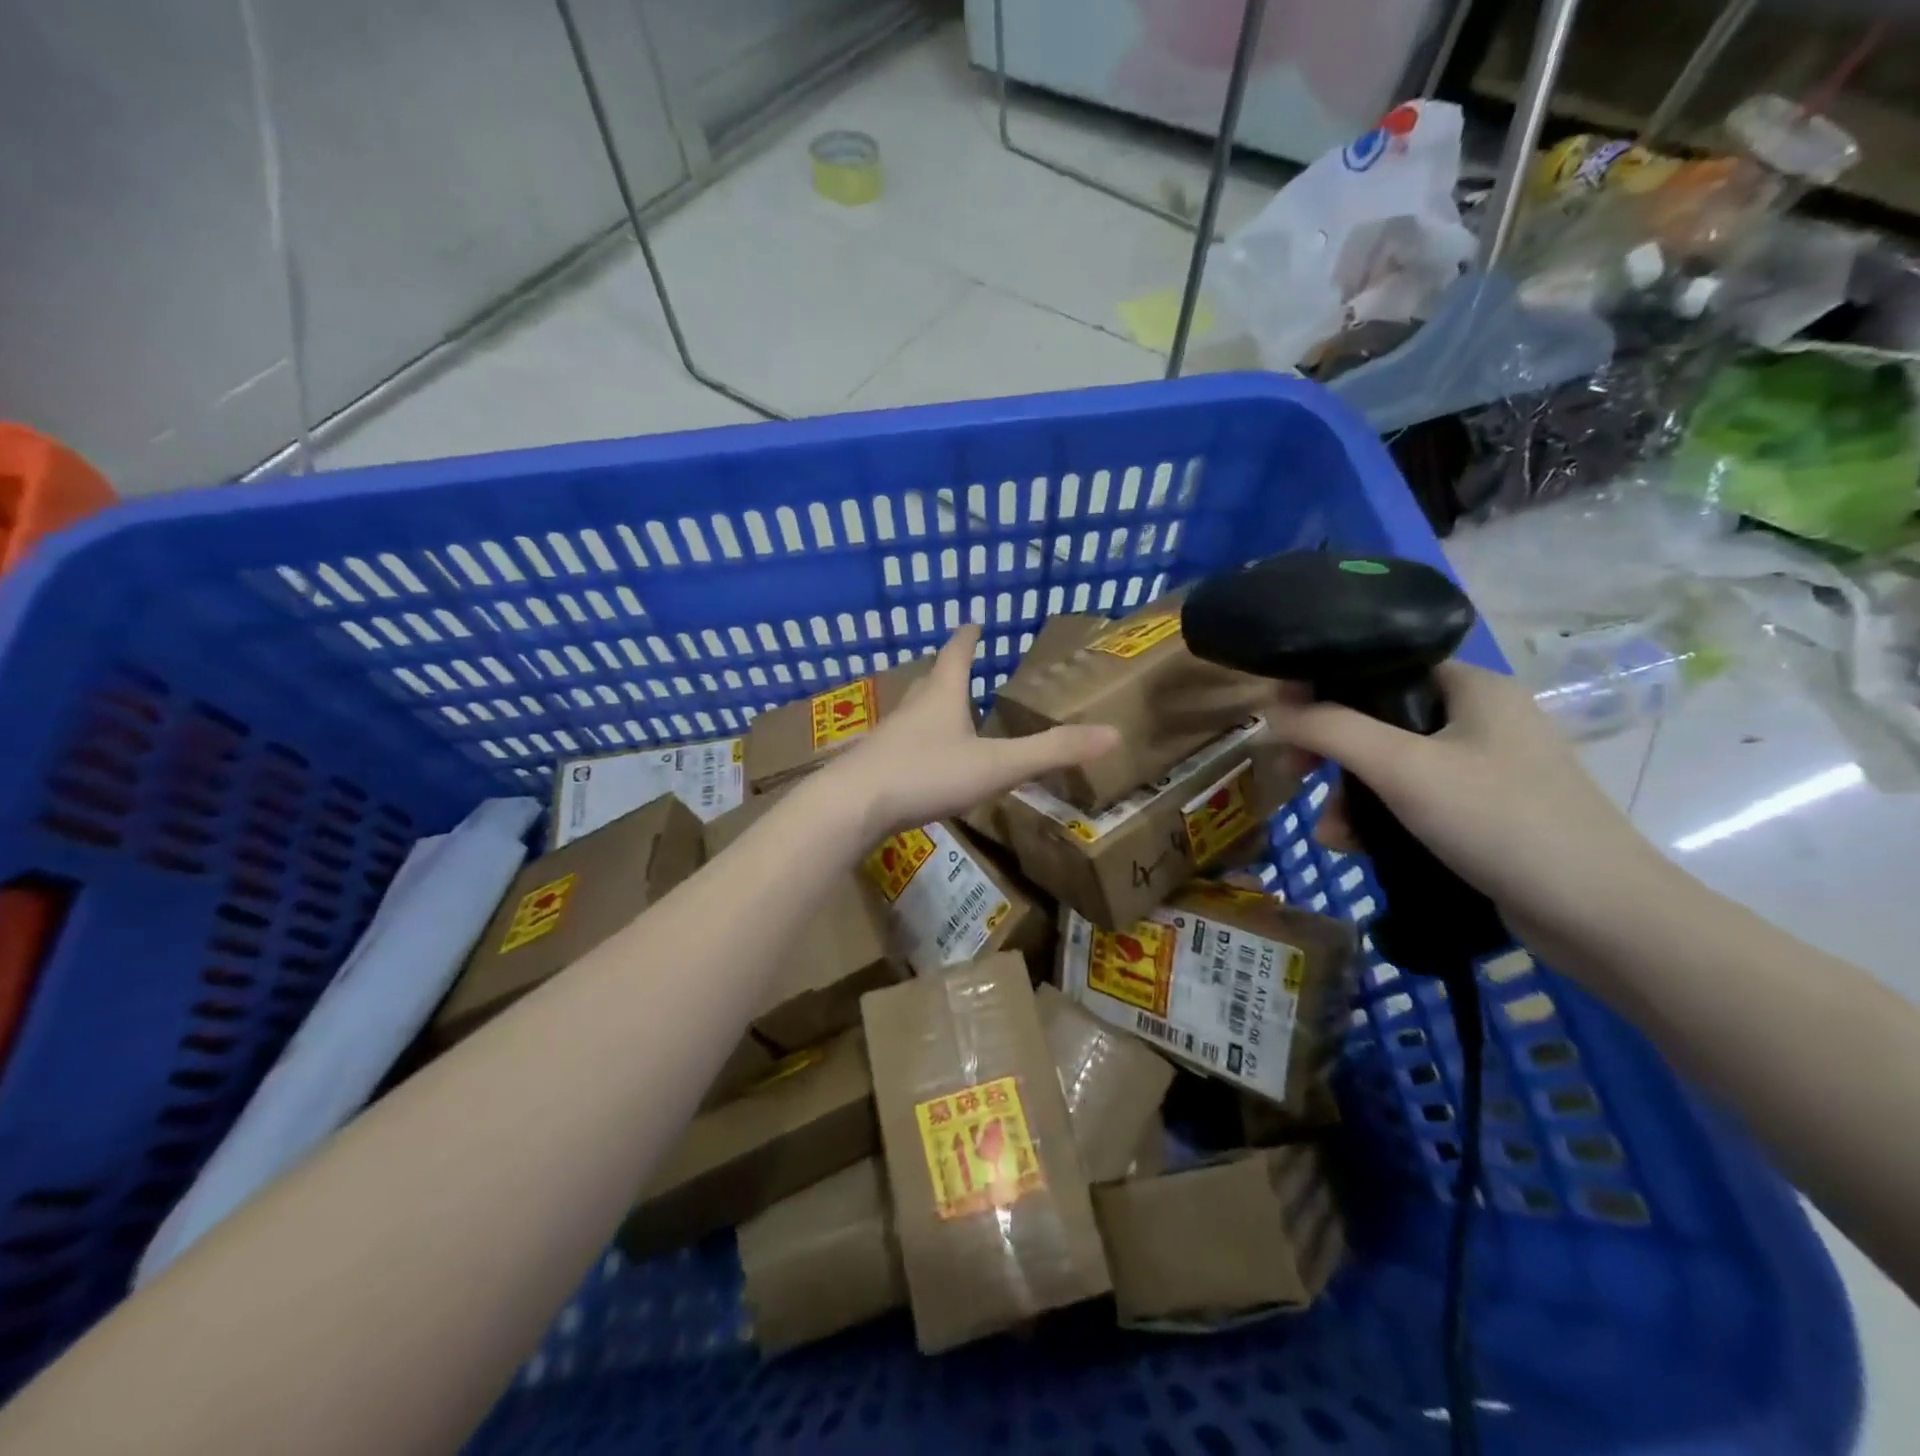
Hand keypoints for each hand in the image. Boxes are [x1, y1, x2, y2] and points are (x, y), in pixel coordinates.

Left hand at [825, 625, 1119, 838]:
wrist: (853, 805)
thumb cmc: (927, 773)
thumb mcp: (997, 764)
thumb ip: (1052, 751)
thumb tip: (1113, 733)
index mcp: (943, 695)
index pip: (957, 653)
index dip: (968, 636)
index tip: (973, 620)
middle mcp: (913, 707)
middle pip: (931, 679)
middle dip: (947, 671)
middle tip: (959, 666)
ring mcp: (888, 736)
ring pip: (913, 712)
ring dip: (930, 707)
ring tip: (944, 713)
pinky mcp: (874, 765)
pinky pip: (900, 745)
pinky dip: (915, 743)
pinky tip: (921, 763)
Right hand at [1271, 662, 1669, 954]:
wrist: (1600, 916)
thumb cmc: (1500, 821)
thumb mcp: (1403, 768)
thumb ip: (1331, 730)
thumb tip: (1271, 713)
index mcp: (1472, 686)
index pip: (1381, 665)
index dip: (1325, 687)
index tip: (1284, 721)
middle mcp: (1480, 717)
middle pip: (1379, 719)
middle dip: (1332, 754)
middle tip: (1297, 777)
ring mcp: (1486, 767)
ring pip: (1391, 765)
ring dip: (1349, 796)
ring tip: (1331, 834)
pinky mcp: (1485, 812)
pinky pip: (1413, 800)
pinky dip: (1379, 819)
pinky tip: (1355, 847)